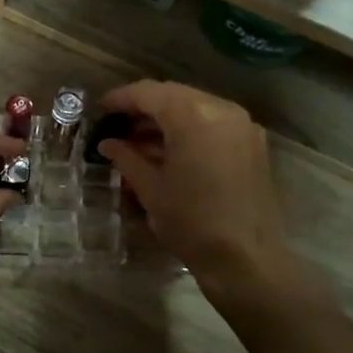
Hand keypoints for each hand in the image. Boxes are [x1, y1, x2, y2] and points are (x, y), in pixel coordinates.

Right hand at [95, 81, 293, 292]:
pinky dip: (189, 128)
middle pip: (173, 95)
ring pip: (195, 106)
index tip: (100, 108)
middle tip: (118, 123)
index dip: (121, 98)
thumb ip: (127, 157)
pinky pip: (213, 122)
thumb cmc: (191, 222)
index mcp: (193, 116)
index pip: (148, 93)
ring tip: (138, 139)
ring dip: (167, 117)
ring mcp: (242, 125)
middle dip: (144, 106)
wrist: (246, 258)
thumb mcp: (150, 189)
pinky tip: (169, 149)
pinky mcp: (252, 143)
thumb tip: (108, 143)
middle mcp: (221, 109)